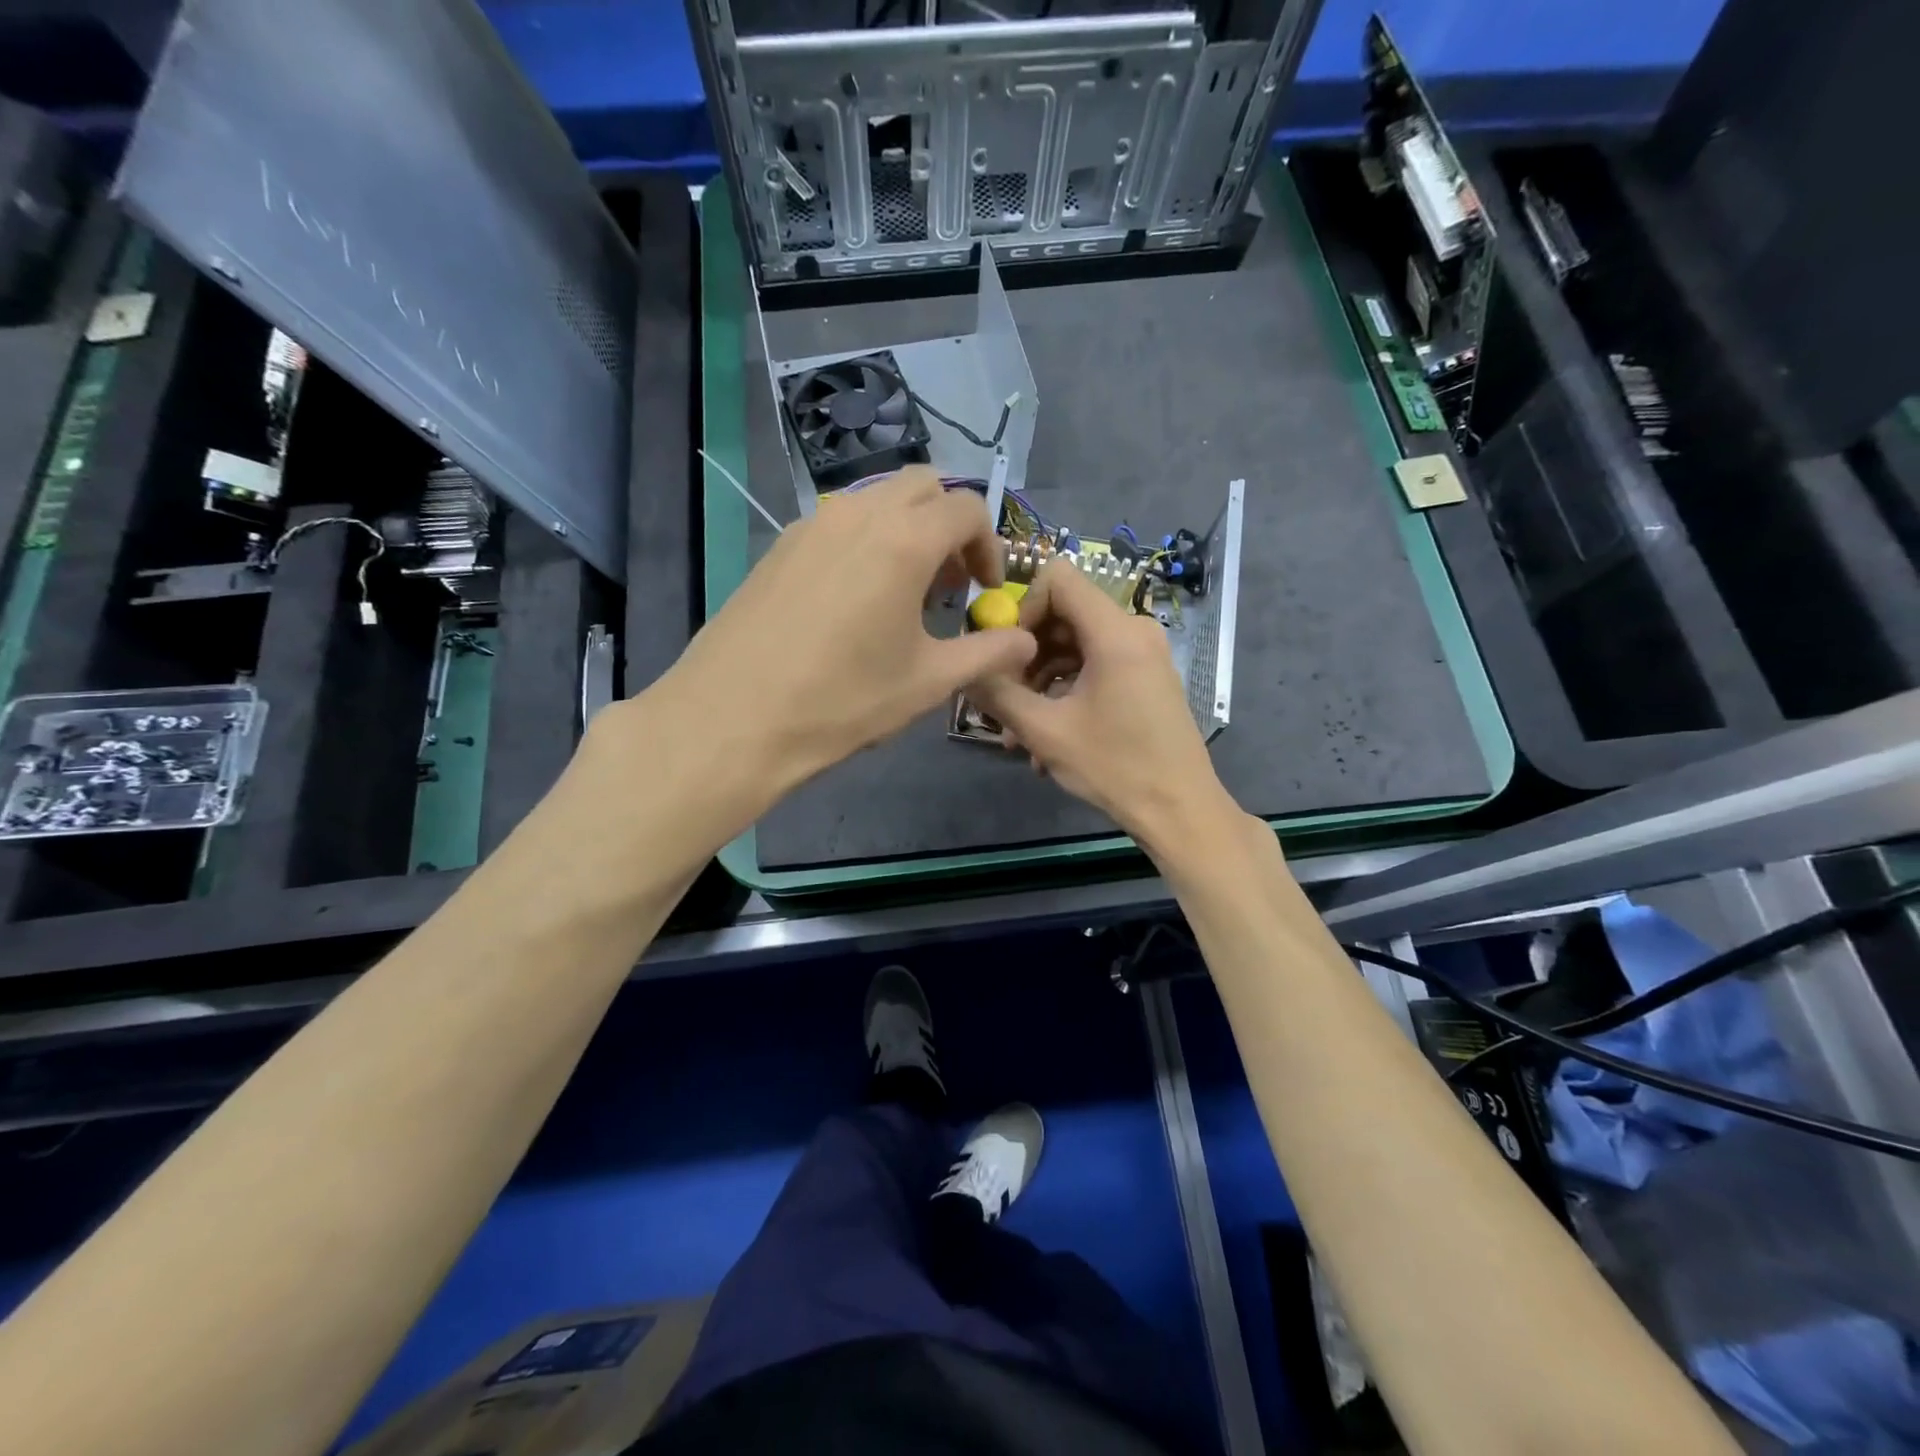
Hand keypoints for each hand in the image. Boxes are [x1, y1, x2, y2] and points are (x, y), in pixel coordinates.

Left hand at [604, 468, 1037, 813]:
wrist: (734, 718)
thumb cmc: (842, 701)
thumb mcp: (927, 682)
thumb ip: (986, 654)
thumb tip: (1025, 642)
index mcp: (904, 540)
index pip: (967, 508)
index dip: (989, 545)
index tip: (983, 590)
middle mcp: (859, 514)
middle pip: (922, 486)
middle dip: (949, 524)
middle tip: (949, 582)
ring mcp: (812, 524)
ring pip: (877, 499)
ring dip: (907, 529)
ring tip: (905, 591)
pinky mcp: (780, 545)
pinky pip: (839, 521)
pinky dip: (866, 539)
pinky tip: (856, 598)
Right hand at [970, 560, 1240, 858]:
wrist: (1180, 810)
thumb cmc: (1115, 767)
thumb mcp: (1045, 732)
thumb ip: (998, 693)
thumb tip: (964, 668)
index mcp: (1115, 632)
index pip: (1058, 577)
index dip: (1022, 606)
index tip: (1007, 652)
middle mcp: (1134, 630)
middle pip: (1064, 612)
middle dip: (1026, 652)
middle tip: (1005, 697)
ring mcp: (1143, 653)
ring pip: (1075, 643)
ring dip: (1041, 679)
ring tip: (1018, 730)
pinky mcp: (1144, 675)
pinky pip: (1094, 664)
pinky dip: (1065, 689)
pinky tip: (1046, 736)